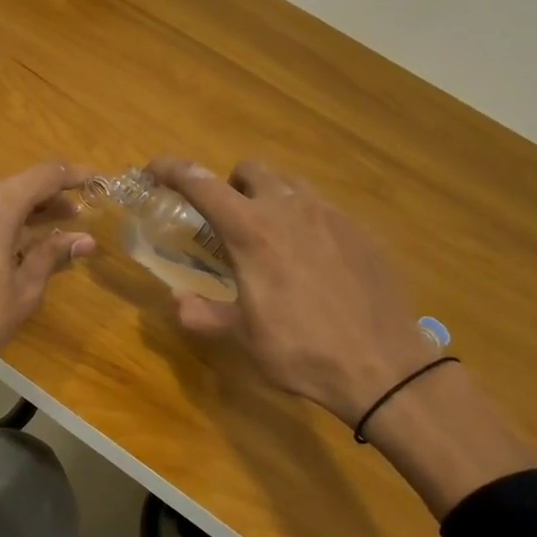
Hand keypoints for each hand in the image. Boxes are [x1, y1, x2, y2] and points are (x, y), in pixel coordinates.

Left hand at [0, 161, 96, 375]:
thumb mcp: (24, 289)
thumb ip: (52, 255)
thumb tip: (84, 240)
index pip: (44, 175)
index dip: (73, 176)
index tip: (96, 182)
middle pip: (16, 185)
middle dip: (47, 198)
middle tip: (76, 216)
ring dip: (21, 211)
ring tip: (48, 231)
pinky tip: (10, 245)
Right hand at [147, 157, 435, 424]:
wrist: (382, 367)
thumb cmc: (300, 350)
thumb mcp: (241, 337)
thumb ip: (201, 314)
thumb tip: (178, 300)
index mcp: (250, 231)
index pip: (201, 183)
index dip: (172, 169)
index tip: (154, 169)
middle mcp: (290, 209)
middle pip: (251, 169)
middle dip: (230, 184)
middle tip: (227, 218)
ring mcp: (332, 216)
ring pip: (292, 183)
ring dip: (270, 196)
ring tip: (271, 235)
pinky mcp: (363, 232)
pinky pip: (326, 210)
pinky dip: (307, 221)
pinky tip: (314, 261)